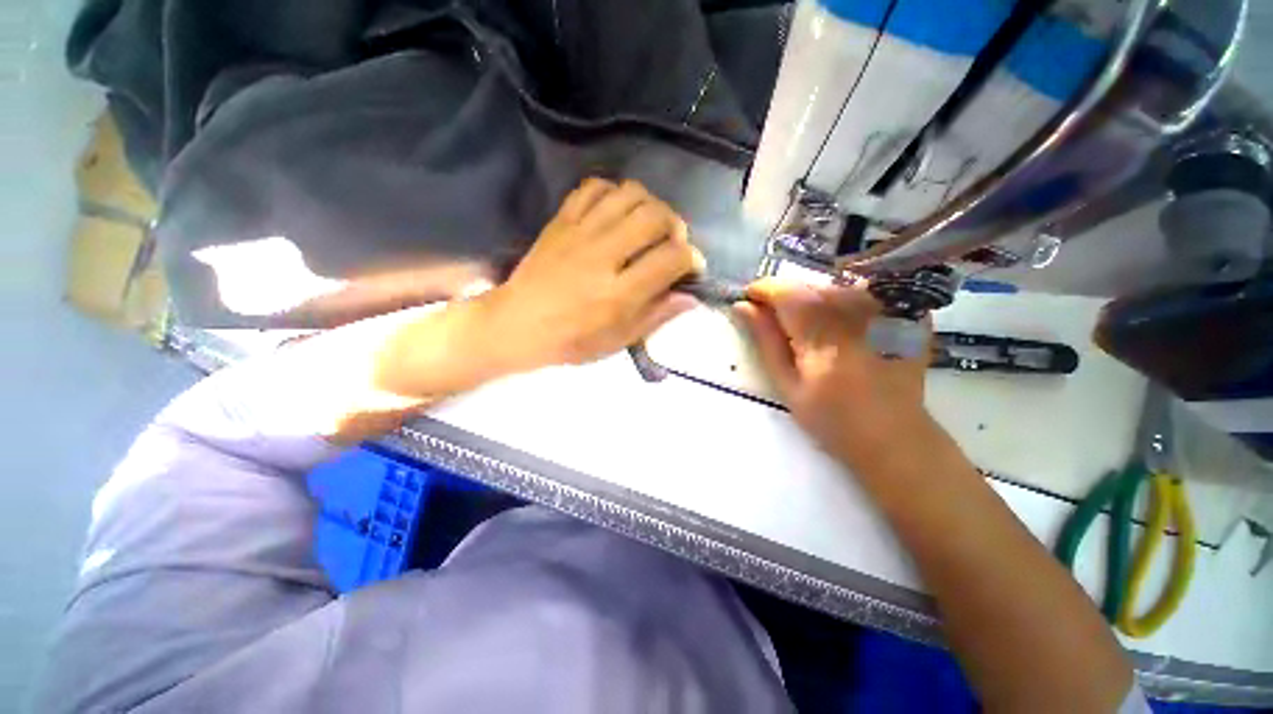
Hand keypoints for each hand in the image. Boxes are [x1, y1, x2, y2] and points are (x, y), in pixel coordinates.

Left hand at [479, 178, 702, 370]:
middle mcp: (603, 255)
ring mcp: (580, 232)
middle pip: (655, 216)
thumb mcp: (618, 341)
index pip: (671, 259)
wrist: (516, 325)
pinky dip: (615, 193)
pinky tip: (618, 212)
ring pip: (630, 194)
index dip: (692, 260)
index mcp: (618, 294)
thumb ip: (656, 316)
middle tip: (672, 244)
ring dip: (651, 205)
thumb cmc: (571, 341)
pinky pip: (594, 187)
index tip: (691, 268)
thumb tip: (690, 297)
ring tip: (650, 226)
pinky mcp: (562, 220)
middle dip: (676, 226)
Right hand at [735, 278, 950, 477]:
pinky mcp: (903, 314)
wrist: (894, 437)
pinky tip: (842, 326)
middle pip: (810, 285)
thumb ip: (765, 341)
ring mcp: (885, 311)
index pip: (786, 292)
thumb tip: (742, 306)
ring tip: (811, 328)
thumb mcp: (786, 385)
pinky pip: (863, 291)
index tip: (750, 301)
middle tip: (779, 322)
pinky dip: (842, 301)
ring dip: (813, 299)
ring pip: (834, 285)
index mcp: (823, 337)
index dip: (763, 290)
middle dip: (786, 296)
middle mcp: (856, 315)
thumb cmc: (831, 419)